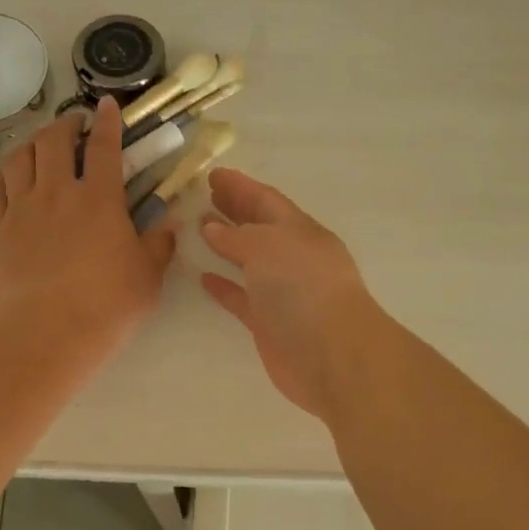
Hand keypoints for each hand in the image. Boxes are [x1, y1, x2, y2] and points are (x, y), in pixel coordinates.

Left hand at [0, 98, 176, 352]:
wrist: (48, 333)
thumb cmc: (108, 305)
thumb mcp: (148, 277)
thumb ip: (160, 244)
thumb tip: (171, 223)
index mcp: (99, 199)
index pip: (104, 147)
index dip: (108, 122)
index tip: (108, 106)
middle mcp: (57, 193)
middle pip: (54, 141)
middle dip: (66, 124)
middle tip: (74, 123)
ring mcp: (21, 210)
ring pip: (19, 158)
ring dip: (32, 142)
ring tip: (40, 143)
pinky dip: (3, 173)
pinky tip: (9, 173)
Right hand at [200, 169, 381, 419]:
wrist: (331, 354)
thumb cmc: (303, 287)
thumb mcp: (267, 246)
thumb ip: (236, 236)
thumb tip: (212, 228)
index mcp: (300, 231)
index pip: (267, 200)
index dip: (241, 186)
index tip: (213, 174)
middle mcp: (293, 258)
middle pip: (260, 227)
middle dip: (234, 210)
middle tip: (203, 196)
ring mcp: (282, 292)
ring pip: (249, 261)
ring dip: (225, 245)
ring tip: (197, 230)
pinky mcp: (269, 323)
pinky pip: (241, 298)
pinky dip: (224, 286)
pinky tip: (203, 277)